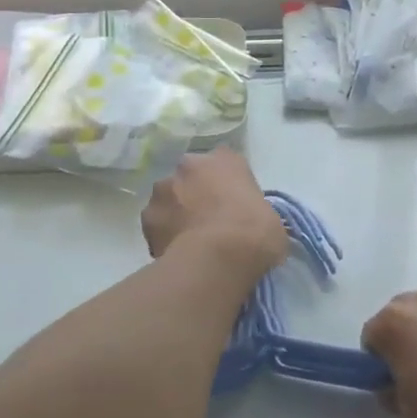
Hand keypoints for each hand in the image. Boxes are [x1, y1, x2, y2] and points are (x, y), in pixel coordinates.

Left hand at [141, 148, 288, 282]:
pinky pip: (157, 226)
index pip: (224, 164)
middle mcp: (189, 166)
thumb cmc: (254, 232)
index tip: (233, 206)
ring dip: (176, 214)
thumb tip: (249, 228)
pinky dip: (164, 237)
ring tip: (189, 242)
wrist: (218, 258)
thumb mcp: (270, 217)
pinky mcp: (147, 220)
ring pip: (168, 199)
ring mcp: (163, 191)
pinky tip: (176, 254)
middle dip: (195, 195)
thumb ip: (252, 211)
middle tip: (209, 223)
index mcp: (224, 159)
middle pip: (191, 178)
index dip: (227, 185)